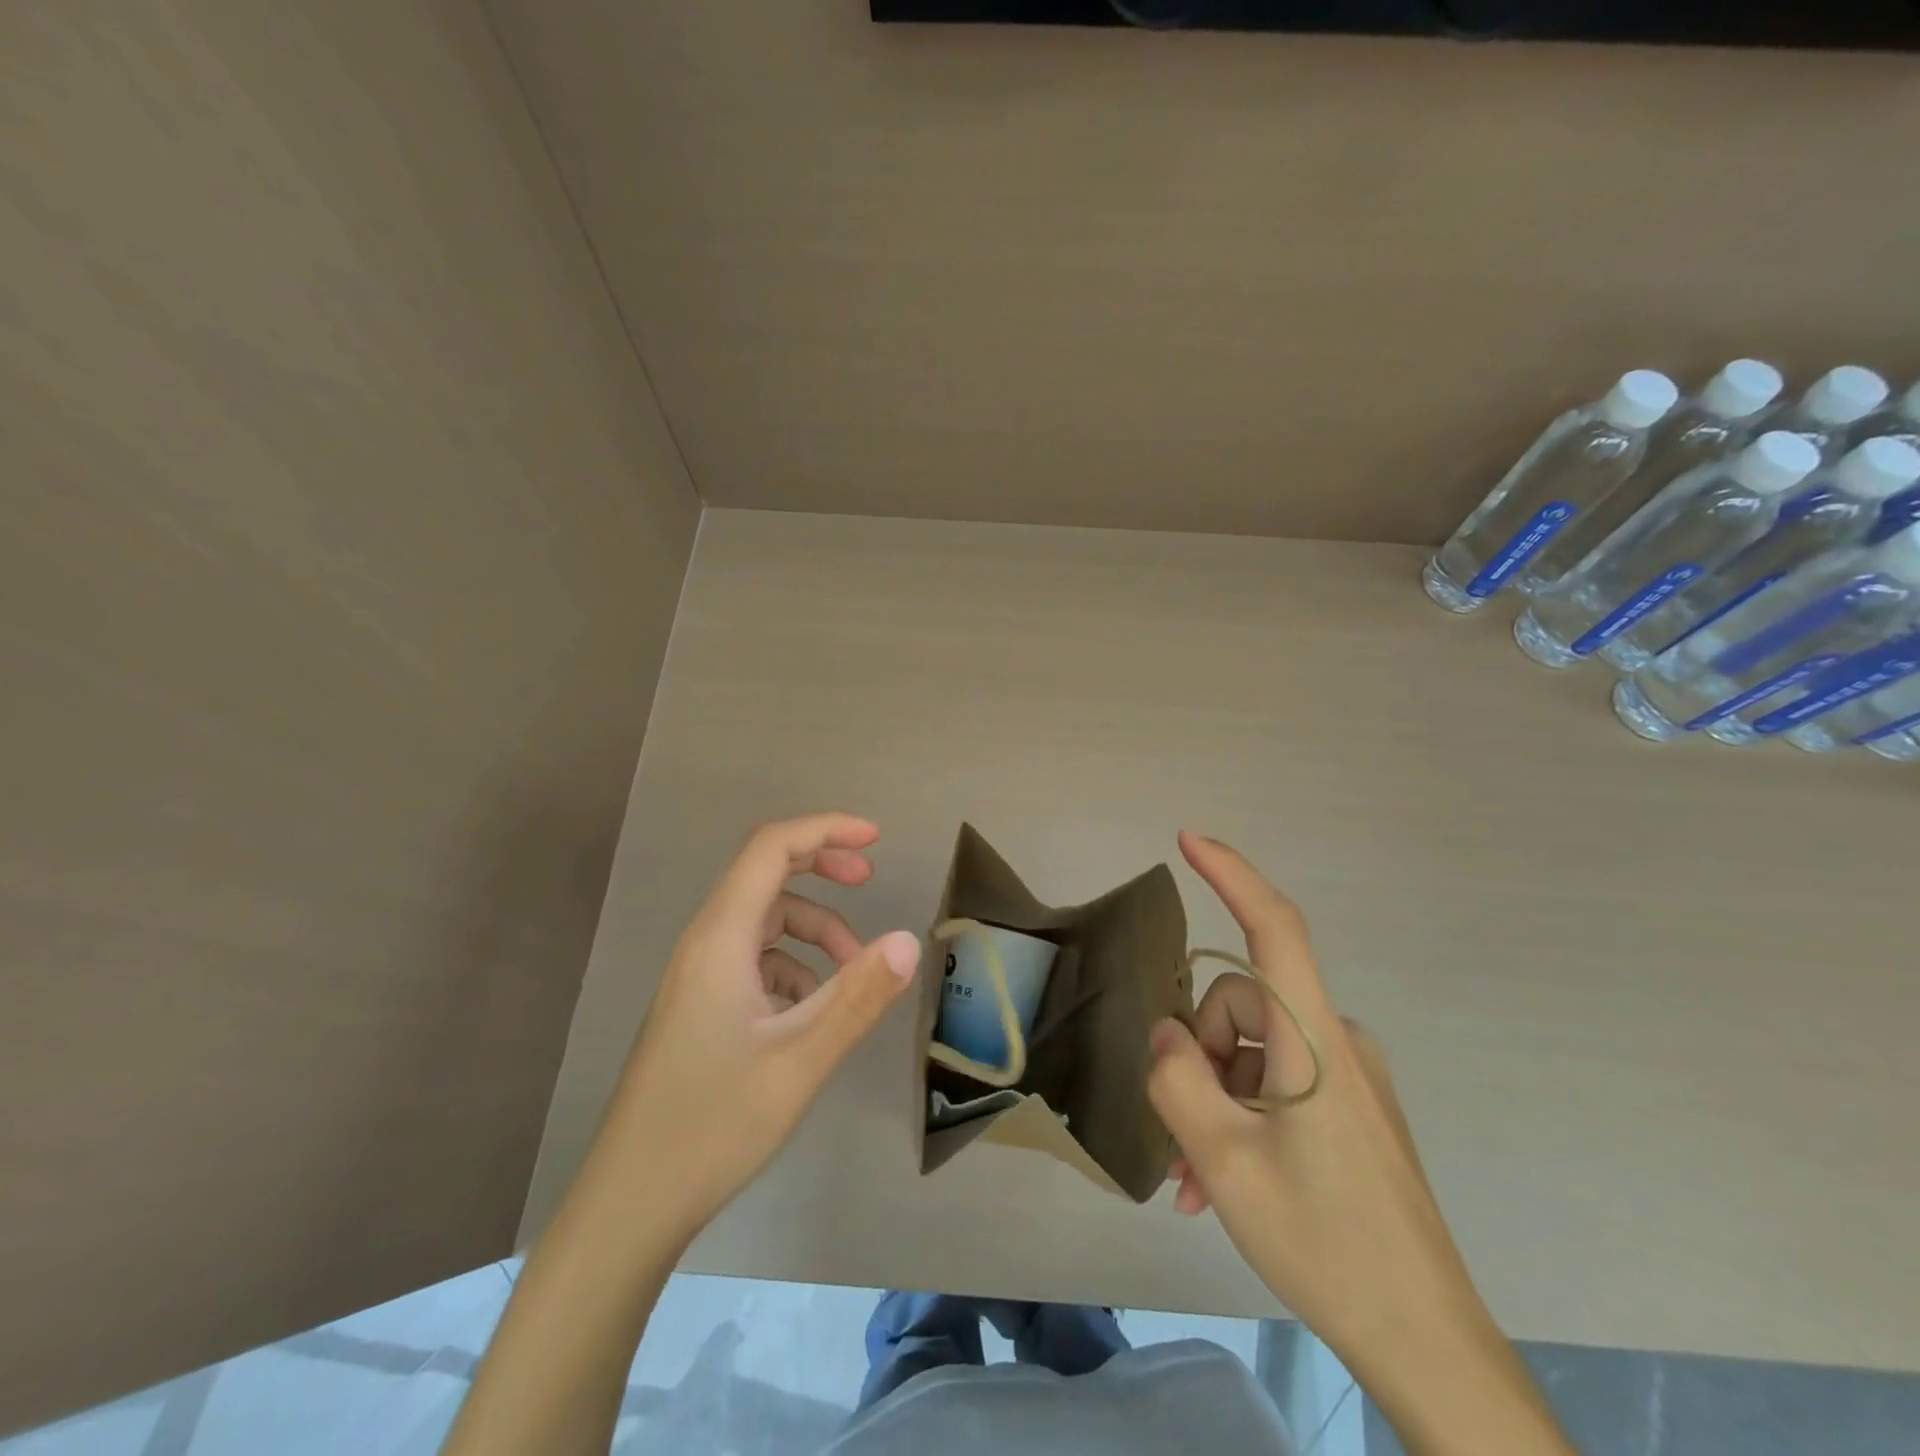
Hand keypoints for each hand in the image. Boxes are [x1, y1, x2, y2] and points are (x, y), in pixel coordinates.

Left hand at [593, 812, 919, 1243]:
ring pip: (765, 924)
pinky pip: (755, 962)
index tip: (875, 839)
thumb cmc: (713, 1125)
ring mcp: (698, 977)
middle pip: (766, 875)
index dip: (824, 830)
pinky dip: (794, 968)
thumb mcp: (801, 1059)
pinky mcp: (700, 1008)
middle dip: (821, 868)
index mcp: (720, 938)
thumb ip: (858, 996)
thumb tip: (909, 941)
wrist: (631, 1204)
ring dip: (815, 933)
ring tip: (854, 973)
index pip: (771, 848)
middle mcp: (705, 944)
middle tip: (869, 880)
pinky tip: (813, 1013)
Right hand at [1147, 832, 1486, 1369]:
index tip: (1188, 840)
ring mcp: (1348, 1074)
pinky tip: (1224, 1181)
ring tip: (1198, 1179)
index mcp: (1314, 1039)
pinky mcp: (1351, 1106)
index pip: (1275, 928)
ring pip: (1252, 1049)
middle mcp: (1336, 1039)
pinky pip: (1276, 1081)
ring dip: (1213, 1098)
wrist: (1426, 1342)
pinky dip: (1240, 1115)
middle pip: (1240, 1006)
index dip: (1232, 874)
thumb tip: (1165, 1035)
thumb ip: (1177, 1080)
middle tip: (1183, 1140)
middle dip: (1198, 1056)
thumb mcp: (1223, 1162)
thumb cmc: (1324, 1242)